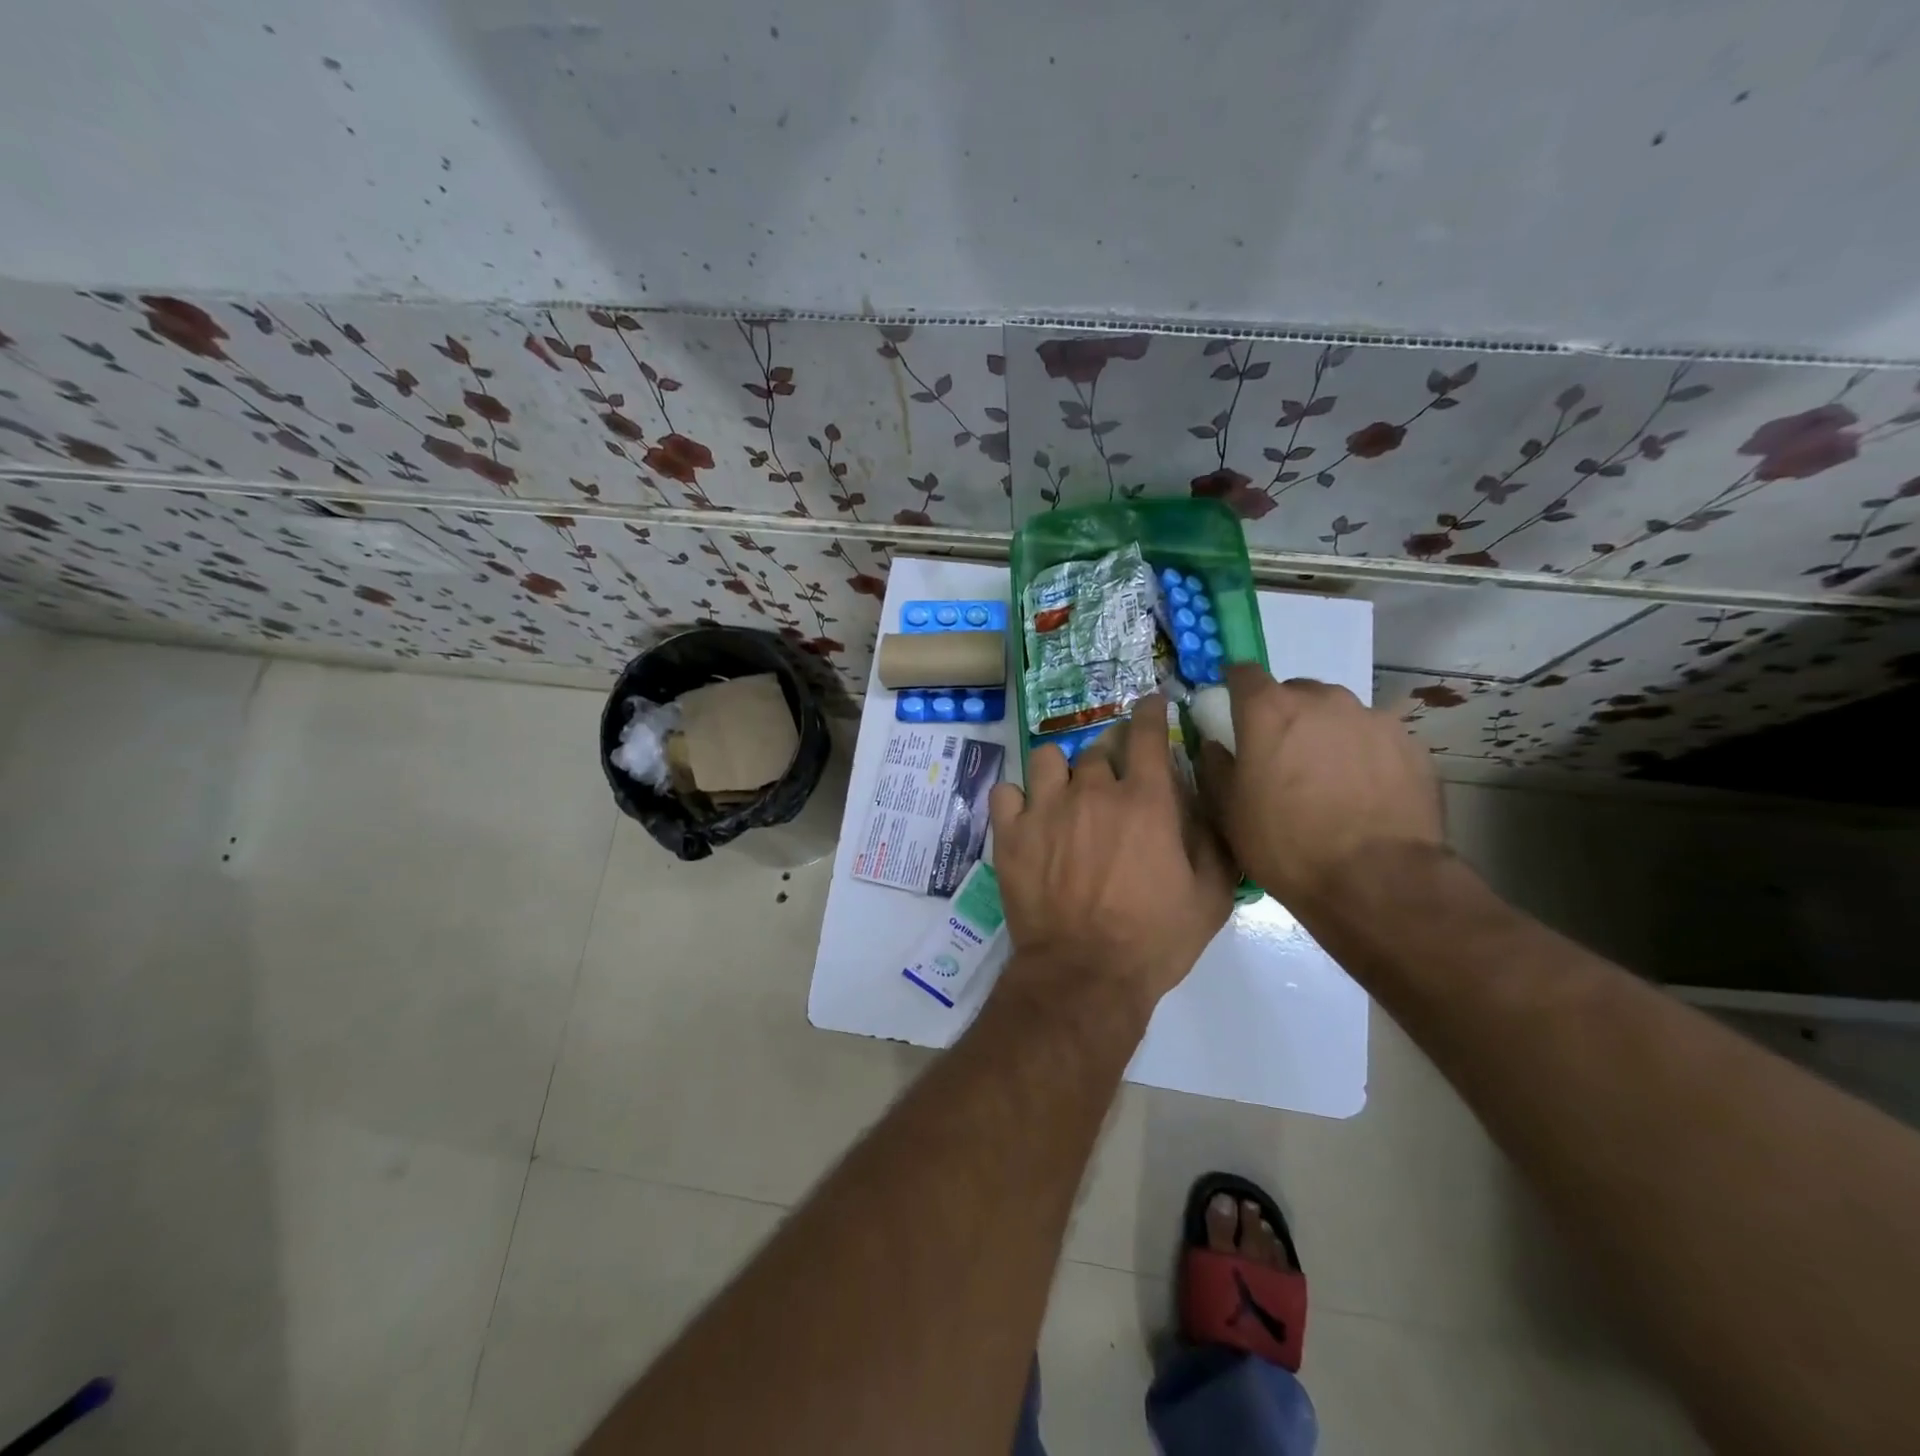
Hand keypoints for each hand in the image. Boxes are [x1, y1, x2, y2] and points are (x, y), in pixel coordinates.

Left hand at [989, 694, 1235, 1015]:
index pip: (1146, 732)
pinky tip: (1027, 815)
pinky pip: (1006, 792)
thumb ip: (1212, 837)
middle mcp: (1092, 791)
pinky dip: (1017, 798)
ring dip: (1060, 770)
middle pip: (1097, 747)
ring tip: (1065, 792)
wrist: (1085, 976)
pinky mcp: (1010, 833)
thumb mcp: (1211, 895)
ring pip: (1047, 759)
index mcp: (1145, 800)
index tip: (1150, 704)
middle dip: (1110, 753)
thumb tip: (1202, 796)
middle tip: (1113, 777)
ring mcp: (1045, 809)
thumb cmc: (1155, 940)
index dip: (1150, 711)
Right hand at [1199, 667, 1443, 915]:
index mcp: (1270, 710)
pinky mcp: (1411, 744)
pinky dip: (1363, 755)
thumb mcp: (1229, 812)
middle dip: (1284, 715)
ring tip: (1327, 779)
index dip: (1236, 690)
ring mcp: (1372, 719)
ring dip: (1325, 734)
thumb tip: (1214, 744)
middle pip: (1295, 691)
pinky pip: (1374, 739)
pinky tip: (1362, 794)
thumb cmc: (1287, 845)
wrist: (1377, 881)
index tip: (1233, 713)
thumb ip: (1215, 767)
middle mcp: (1323, 700)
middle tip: (1281, 757)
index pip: (1244, 673)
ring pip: (1338, 714)